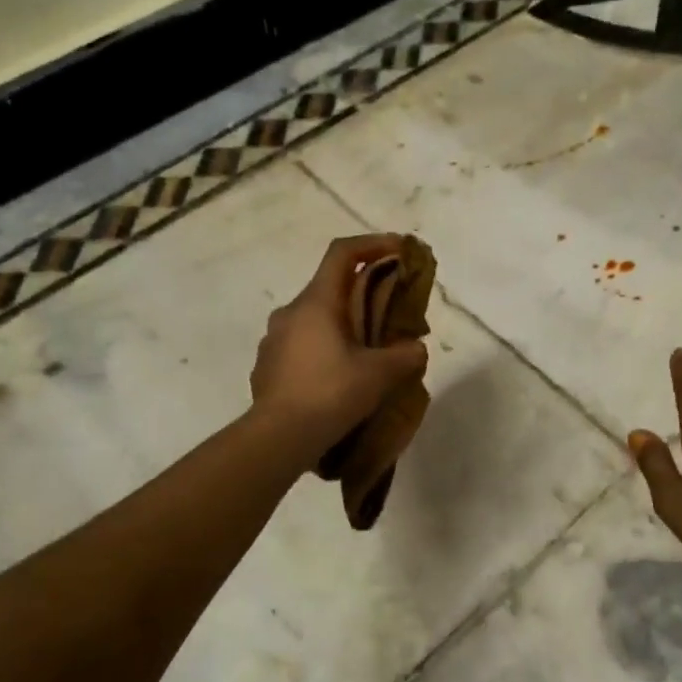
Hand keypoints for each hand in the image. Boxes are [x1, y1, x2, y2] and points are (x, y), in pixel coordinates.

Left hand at [250, 234, 428, 467]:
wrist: (278, 437)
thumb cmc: (331, 394)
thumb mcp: (380, 374)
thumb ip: (406, 355)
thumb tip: (415, 349)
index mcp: (316, 302)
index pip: (343, 253)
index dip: (373, 244)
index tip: (399, 249)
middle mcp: (290, 312)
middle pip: (330, 287)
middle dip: (362, 293)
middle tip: (389, 314)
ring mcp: (273, 340)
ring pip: (314, 320)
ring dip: (341, 326)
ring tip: (365, 353)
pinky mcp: (266, 366)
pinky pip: (300, 346)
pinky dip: (323, 350)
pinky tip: (337, 379)